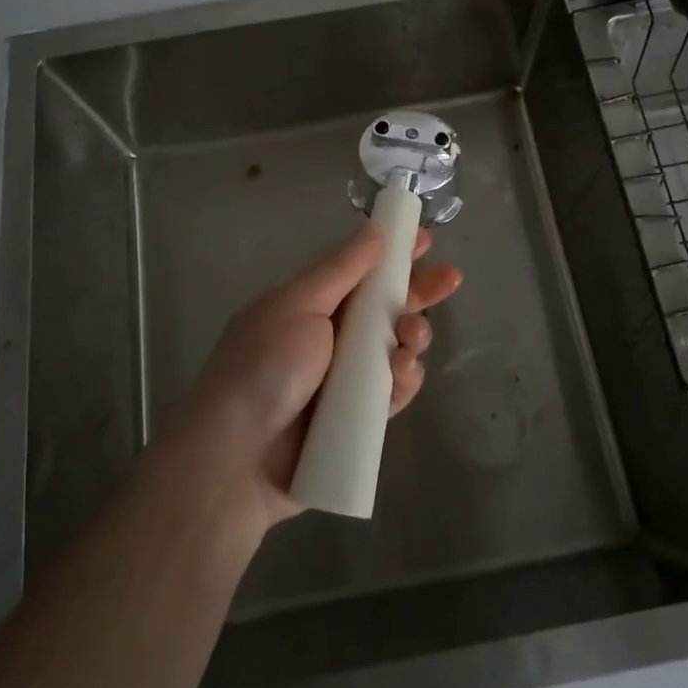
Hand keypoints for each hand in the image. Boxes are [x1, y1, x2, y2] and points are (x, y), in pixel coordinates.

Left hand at [174, 224, 460, 531]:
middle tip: (451, 280)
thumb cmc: (264, 367)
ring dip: (413, 336)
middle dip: (418, 291)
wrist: (236, 460)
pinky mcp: (354, 420)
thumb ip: (342, 269)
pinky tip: (406, 374)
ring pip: (393, 348)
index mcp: (308, 303)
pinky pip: (390, 393)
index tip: (426, 240)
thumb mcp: (299, 305)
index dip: (392, 253)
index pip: (358, 269)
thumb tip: (374, 227)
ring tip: (412, 340)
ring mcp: (342, 379)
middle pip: (383, 307)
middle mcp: (327, 336)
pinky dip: (404, 381)